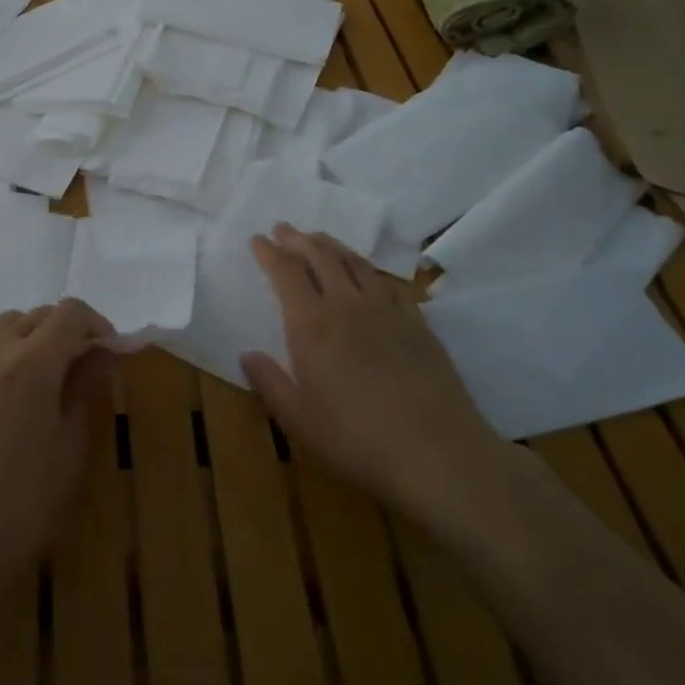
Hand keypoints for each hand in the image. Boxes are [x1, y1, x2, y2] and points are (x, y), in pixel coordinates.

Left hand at [0, 299, 114, 648]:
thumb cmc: (20, 508)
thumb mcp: (68, 451)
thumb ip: (84, 391)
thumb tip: (100, 355)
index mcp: (32, 363)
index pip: (70, 314)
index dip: (97, 325)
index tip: (110, 352)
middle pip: (36, 316)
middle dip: (65, 332)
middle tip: (83, 369)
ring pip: (3, 327)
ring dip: (29, 338)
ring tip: (43, 377)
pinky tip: (2, 388)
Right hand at [242, 225, 509, 531]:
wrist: (438, 455)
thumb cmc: (356, 440)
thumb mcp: (298, 419)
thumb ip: (269, 382)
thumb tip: (247, 354)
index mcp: (311, 325)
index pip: (286, 273)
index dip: (269, 253)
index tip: (257, 239)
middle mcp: (347, 306)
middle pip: (321, 257)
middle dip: (298, 239)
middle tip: (284, 229)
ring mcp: (387, 312)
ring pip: (356, 264)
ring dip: (333, 246)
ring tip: (320, 239)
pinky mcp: (419, 325)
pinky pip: (390, 285)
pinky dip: (372, 271)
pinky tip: (370, 276)